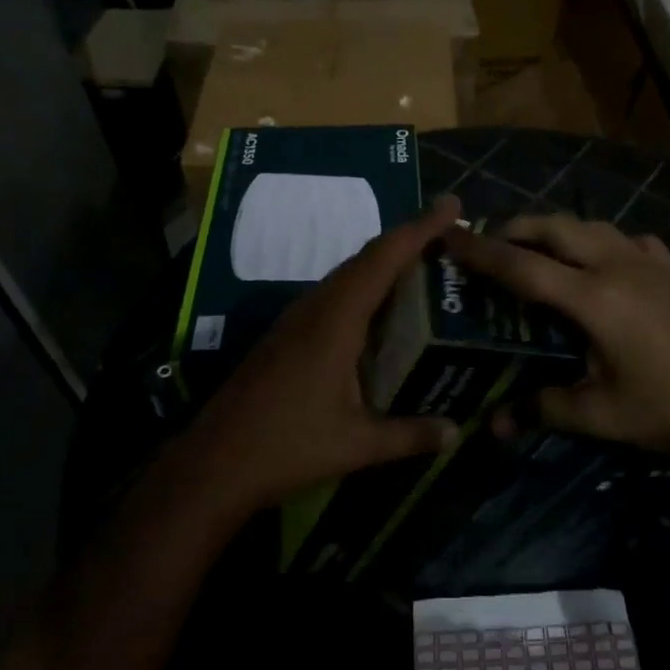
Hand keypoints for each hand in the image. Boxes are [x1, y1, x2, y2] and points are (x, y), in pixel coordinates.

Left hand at [183, 196, 462, 513]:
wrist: (212, 464)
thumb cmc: (287, 446)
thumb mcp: (356, 444)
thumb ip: (410, 434)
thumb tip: (456, 432)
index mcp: (337, 319)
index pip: (384, 258)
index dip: (420, 228)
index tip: (451, 205)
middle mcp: (316, 307)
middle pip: (366, 258)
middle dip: (408, 240)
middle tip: (448, 237)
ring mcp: (296, 319)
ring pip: (347, 275)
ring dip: (384, 263)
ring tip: (423, 266)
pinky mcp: (286, 335)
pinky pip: (334, 295)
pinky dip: (365, 288)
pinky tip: (380, 312)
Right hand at [443, 214, 669, 461]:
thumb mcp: (601, 416)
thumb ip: (543, 410)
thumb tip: (492, 426)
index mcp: (594, 298)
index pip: (523, 266)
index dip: (481, 251)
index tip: (450, 236)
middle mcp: (619, 266)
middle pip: (556, 228)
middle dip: (518, 227)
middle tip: (490, 241)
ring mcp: (652, 264)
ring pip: (592, 226)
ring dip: (558, 229)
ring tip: (538, 246)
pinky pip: (628, 240)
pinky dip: (602, 241)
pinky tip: (605, 262)